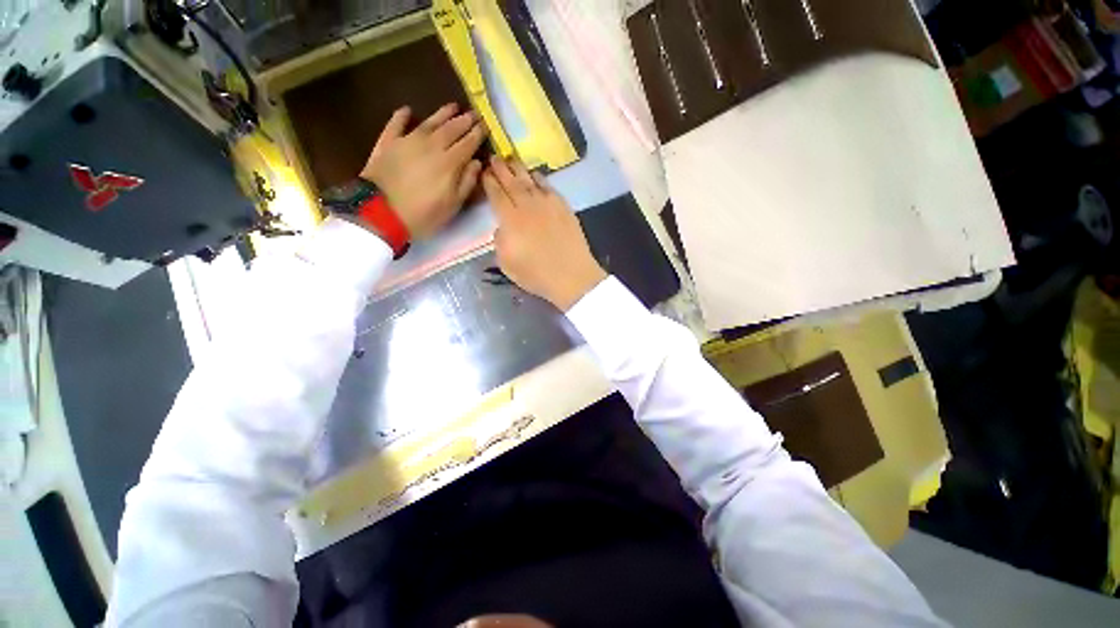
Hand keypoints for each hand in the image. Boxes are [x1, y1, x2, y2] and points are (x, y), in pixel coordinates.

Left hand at [360, 103, 486, 238]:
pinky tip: (407, 110)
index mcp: (449, 163)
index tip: (486, 125)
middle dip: (464, 121)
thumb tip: (477, 163)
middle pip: (451, 129)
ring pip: (428, 123)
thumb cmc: (423, 214)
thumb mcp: (452, 206)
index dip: (477, 134)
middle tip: (474, 113)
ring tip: (453, 106)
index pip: (467, 144)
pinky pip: (396, 124)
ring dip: (442, 114)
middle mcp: (431, 146)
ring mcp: (407, 141)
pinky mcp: (387, 143)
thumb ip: (467, 183)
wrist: (380, 213)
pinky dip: (401, 116)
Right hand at [482, 157, 606, 310]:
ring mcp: (547, 205)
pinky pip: (549, 187)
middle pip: (512, 183)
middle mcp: (528, 206)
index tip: (485, 172)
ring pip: (530, 181)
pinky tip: (536, 175)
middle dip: (501, 169)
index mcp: (510, 220)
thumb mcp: (507, 264)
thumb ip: (499, 242)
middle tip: (494, 157)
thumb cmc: (536, 275)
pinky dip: (540, 179)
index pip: (497, 195)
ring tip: (511, 160)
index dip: (489, 182)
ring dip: (519, 169)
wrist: (571, 275)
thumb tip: (502, 228)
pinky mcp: (564, 207)